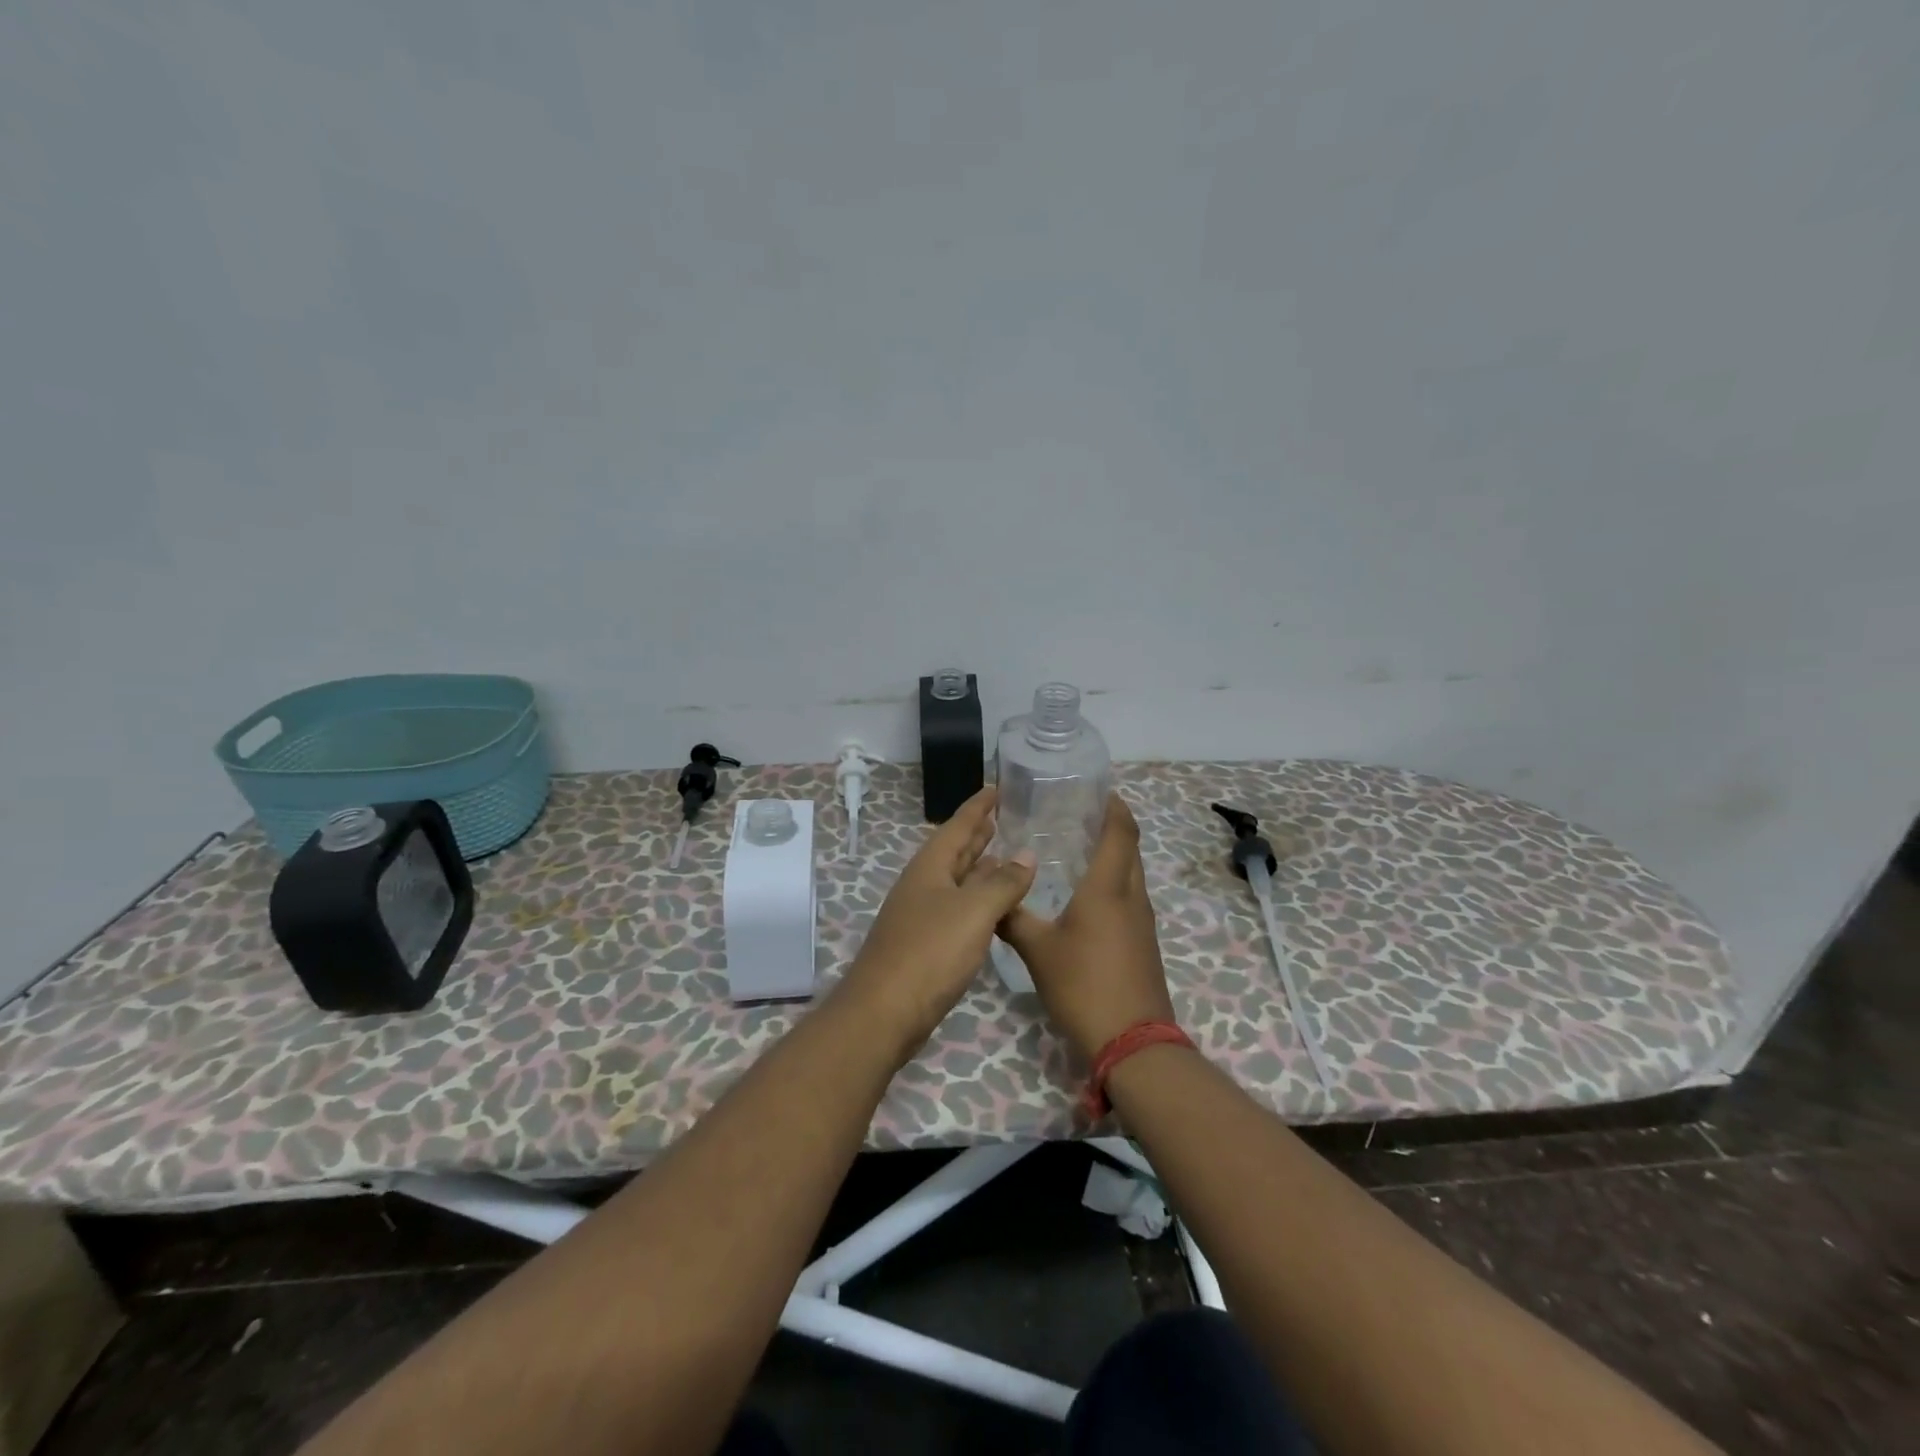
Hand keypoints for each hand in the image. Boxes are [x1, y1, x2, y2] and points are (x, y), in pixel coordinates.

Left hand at [835, 787, 1036, 1058]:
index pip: (957, 826)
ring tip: (1005, 857)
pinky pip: (957, 909)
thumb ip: (1003, 882)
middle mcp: (923, 885)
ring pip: (956, 882)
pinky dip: (977, 900)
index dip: (978, 807)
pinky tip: (993, 909)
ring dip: (979, 868)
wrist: (885, 1011)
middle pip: (954, 852)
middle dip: (977, 835)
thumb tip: (1026, 854)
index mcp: (930, 868)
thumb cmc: (930, 952)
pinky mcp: (925, 945)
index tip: (995, 788)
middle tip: (1001, 818)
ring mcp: (921, 916)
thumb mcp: (974, 911)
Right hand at [998, 794, 1175, 1062]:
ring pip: (1131, 874)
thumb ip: (1013, 919)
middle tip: (1079, 816)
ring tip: (1078, 849)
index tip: (1099, 790)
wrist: (1133, 1042)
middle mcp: (1132, 897)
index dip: (1114, 807)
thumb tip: (991, 898)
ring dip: (1113, 856)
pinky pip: (1130, 898)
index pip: (1121, 832)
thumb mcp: (1038, 951)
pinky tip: (1086, 897)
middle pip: (1130, 849)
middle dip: (1112, 827)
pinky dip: (1113, 883)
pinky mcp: (1143, 943)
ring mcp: (1142, 922)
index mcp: (1109, 888)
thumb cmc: (1084, 985)